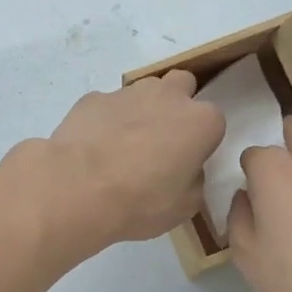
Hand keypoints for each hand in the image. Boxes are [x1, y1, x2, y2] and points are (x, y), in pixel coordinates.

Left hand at [36, 70, 224, 254]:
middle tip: (161, 140)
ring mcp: (128, 92)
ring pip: (144, 91)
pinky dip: (106, 120)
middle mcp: (168, 96)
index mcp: (200, 121)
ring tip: (123, 145)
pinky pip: (108, 105)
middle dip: (176, 105)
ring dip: (141, 110)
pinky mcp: (93, 98)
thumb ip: (193, 179)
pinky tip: (94, 147)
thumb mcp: (184, 206)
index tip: (187, 161)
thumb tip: (185, 169)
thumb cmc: (141, 201)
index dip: (200, 140)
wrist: (78, 188)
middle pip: (182, 85)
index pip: (213, 121)